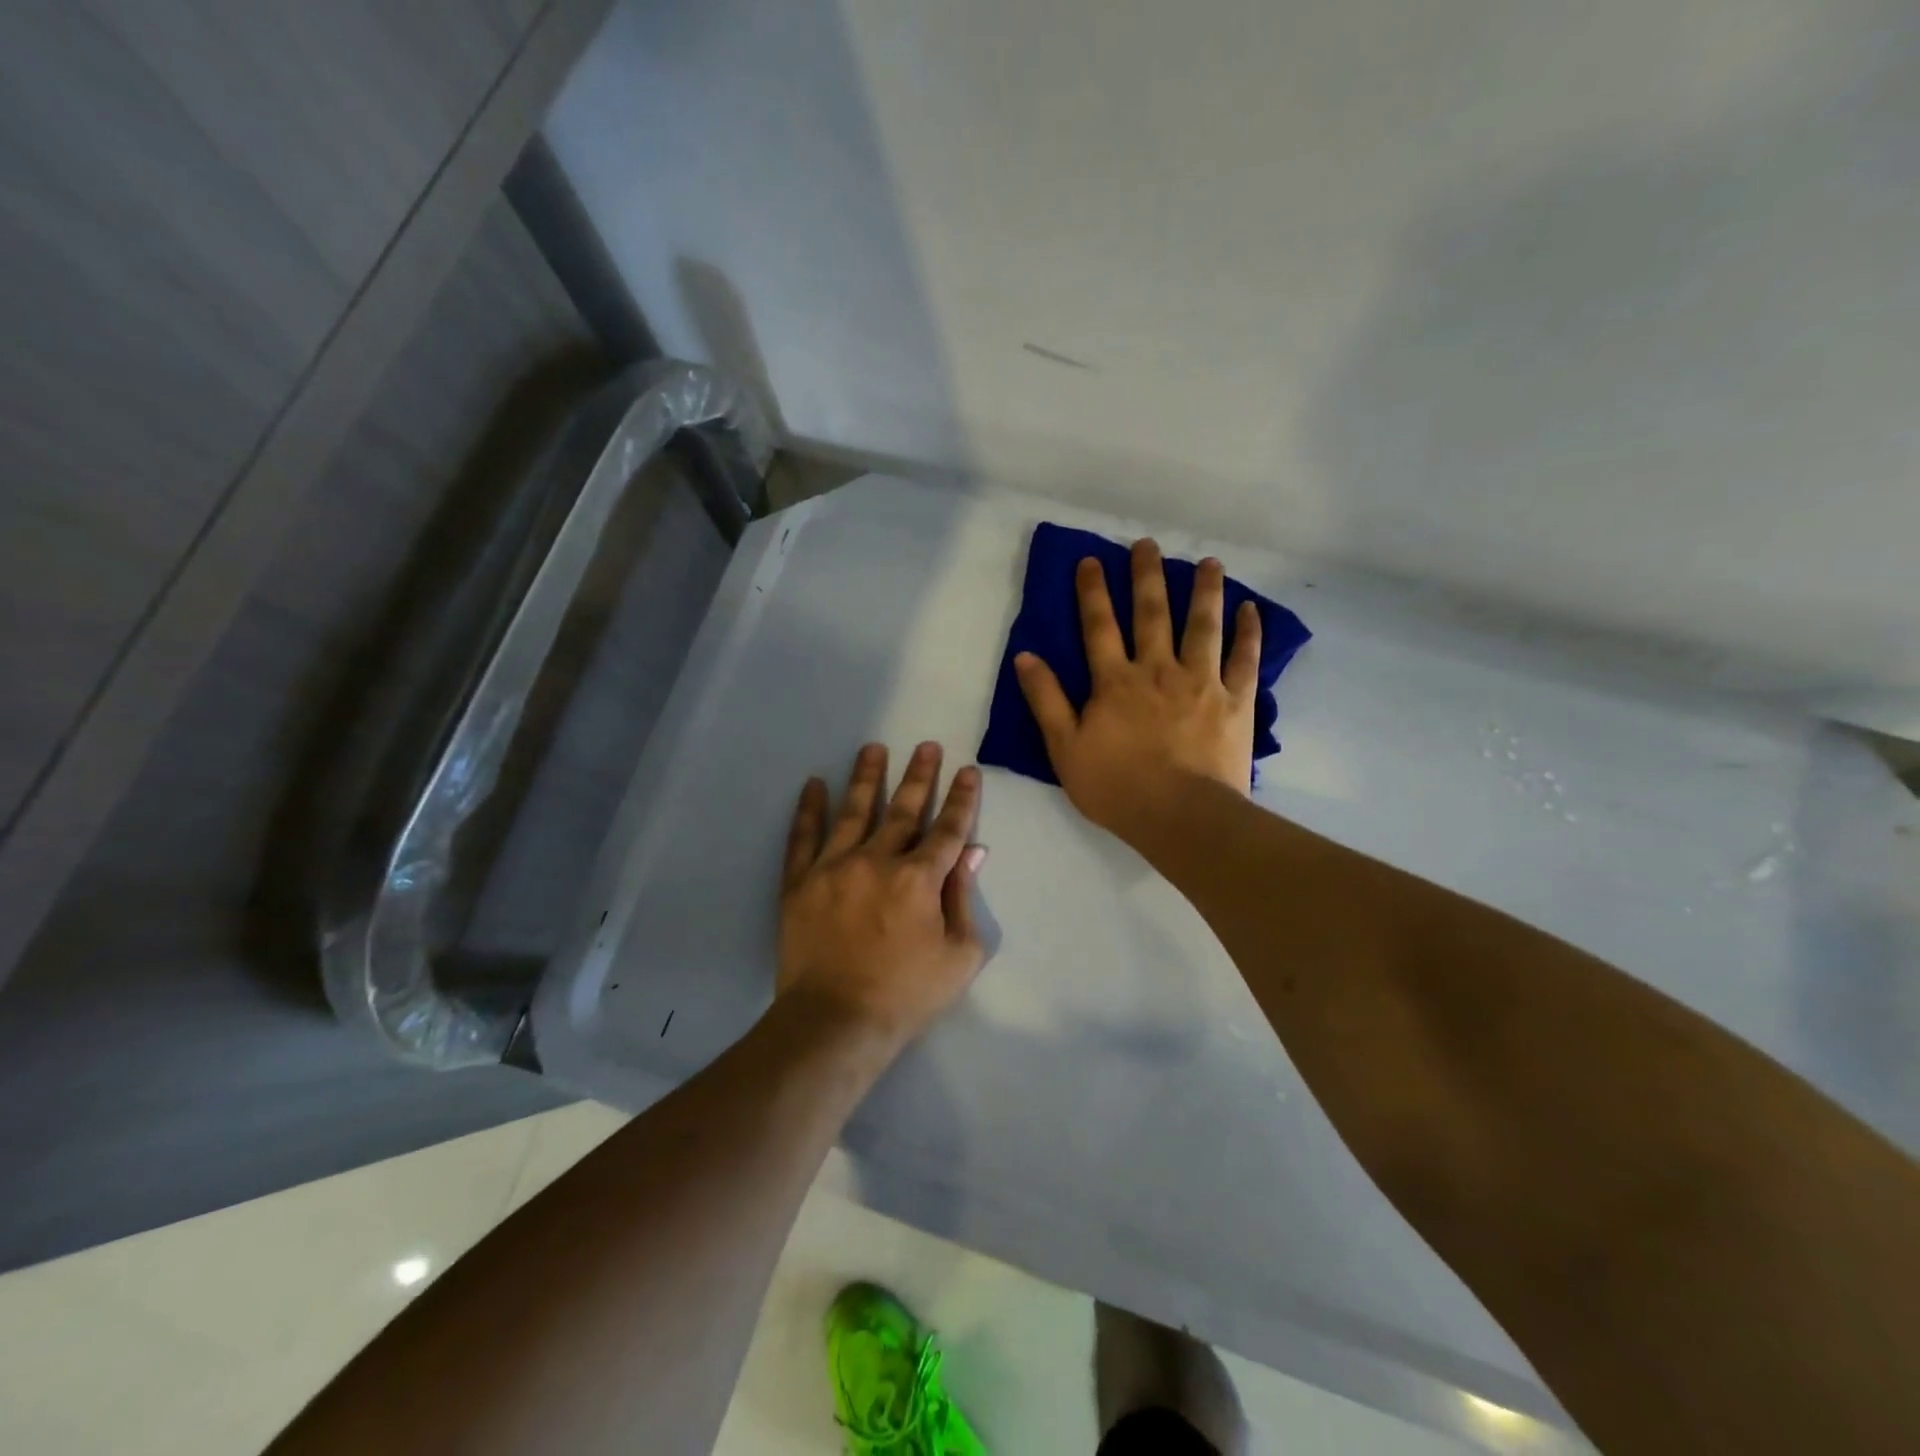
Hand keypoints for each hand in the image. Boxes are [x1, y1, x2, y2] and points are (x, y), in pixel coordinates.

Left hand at [778, 742, 987, 1048]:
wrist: (835, 1023)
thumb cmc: (906, 995)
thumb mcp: (958, 956)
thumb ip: (964, 899)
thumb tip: (972, 853)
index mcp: (920, 878)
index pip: (948, 828)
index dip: (962, 799)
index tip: (968, 771)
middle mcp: (877, 860)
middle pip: (903, 809)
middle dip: (919, 775)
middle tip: (926, 746)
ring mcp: (834, 867)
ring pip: (854, 811)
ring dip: (866, 777)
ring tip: (873, 748)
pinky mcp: (800, 882)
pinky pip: (803, 837)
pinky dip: (809, 809)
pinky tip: (813, 785)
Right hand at [1015, 539, 1260, 841]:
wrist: (1180, 817)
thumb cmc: (1116, 787)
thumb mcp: (1064, 748)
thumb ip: (1045, 700)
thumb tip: (1024, 655)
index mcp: (1115, 682)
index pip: (1099, 626)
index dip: (1092, 592)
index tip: (1090, 560)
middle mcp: (1158, 670)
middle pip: (1152, 613)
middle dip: (1147, 576)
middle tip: (1147, 544)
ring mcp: (1202, 682)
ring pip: (1203, 625)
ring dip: (1204, 591)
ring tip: (1209, 562)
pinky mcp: (1236, 700)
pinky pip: (1245, 658)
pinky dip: (1249, 632)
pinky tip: (1251, 609)